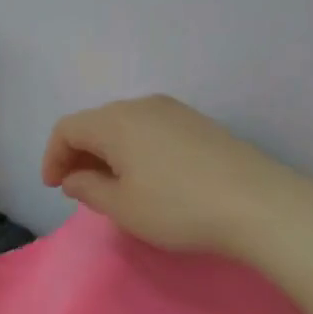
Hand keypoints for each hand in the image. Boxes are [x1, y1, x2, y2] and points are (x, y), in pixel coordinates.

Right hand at [41, 94, 287, 257]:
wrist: (260, 205)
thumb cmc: (178, 208)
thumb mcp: (122, 207)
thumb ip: (88, 188)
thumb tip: (74, 177)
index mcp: (116, 121)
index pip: (67, 129)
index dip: (53, 157)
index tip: (55, 189)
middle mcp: (143, 105)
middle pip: (96, 123)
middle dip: (79, 154)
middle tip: (79, 189)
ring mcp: (175, 111)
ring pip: (125, 126)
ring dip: (107, 153)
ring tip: (112, 187)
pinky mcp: (199, 124)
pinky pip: (151, 130)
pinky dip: (134, 150)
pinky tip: (147, 178)